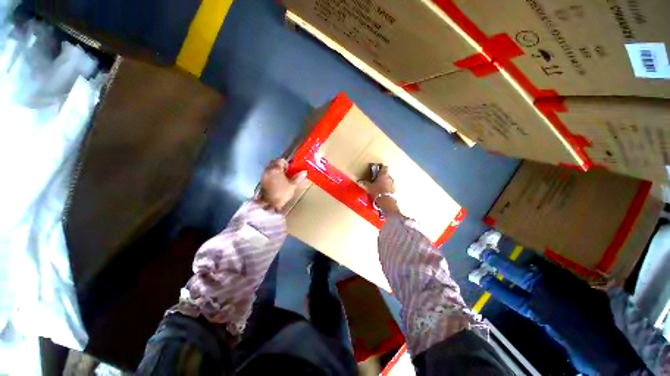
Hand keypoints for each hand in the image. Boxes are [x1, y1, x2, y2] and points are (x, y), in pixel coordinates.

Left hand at [256, 159, 306, 210]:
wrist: (270, 204)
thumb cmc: (282, 193)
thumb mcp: (292, 185)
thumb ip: (298, 177)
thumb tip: (304, 171)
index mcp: (276, 169)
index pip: (280, 160)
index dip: (286, 163)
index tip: (290, 168)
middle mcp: (268, 170)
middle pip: (273, 163)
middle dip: (279, 165)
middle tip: (286, 171)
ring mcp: (264, 176)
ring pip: (269, 168)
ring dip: (275, 170)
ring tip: (282, 176)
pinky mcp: (262, 181)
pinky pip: (267, 174)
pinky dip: (272, 175)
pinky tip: (277, 181)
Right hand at [363, 165, 399, 215]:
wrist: (385, 200)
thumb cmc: (377, 190)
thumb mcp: (369, 187)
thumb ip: (364, 183)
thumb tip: (359, 181)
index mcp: (383, 174)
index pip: (384, 167)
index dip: (381, 168)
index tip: (378, 170)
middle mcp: (389, 177)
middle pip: (386, 174)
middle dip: (382, 176)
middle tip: (377, 179)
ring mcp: (392, 184)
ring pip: (388, 181)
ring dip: (385, 182)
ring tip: (379, 186)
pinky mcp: (394, 190)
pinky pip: (390, 187)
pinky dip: (387, 188)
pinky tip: (382, 192)